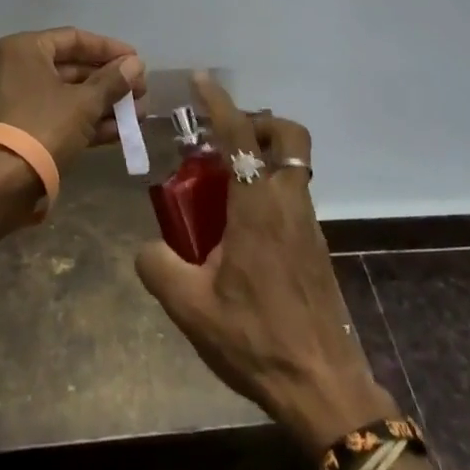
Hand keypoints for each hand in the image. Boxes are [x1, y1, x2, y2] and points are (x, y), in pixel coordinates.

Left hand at [0, 27, 147, 172]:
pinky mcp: (19, 129)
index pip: (74, 39)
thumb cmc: (43, 128)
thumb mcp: (84, 103)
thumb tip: (135, 64)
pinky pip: (57, 115)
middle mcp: (14, 68)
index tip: (136, 60)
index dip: (109, 49)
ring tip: (138, 114)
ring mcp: (14, 100)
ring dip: (103, 103)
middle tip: (140, 90)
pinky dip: (85, 121)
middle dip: (109, 81)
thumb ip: (112, 81)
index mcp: (23, 49)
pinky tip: (119, 132)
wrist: (0, 186)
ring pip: (66, 95)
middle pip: (71, 68)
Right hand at [136, 73, 395, 453]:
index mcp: (259, 205)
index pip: (240, 134)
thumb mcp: (191, 307)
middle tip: (223, 140)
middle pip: (289, 136)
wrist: (323, 388)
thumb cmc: (257, 340)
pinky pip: (292, 195)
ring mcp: (308, 223)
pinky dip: (268, 188)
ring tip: (221, 187)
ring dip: (262, 156)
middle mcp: (289, 202)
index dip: (219, 102)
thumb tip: (146, 246)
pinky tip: (240, 228)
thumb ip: (158, 267)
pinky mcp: (315, 246)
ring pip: (293, 165)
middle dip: (258, 123)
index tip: (201, 81)